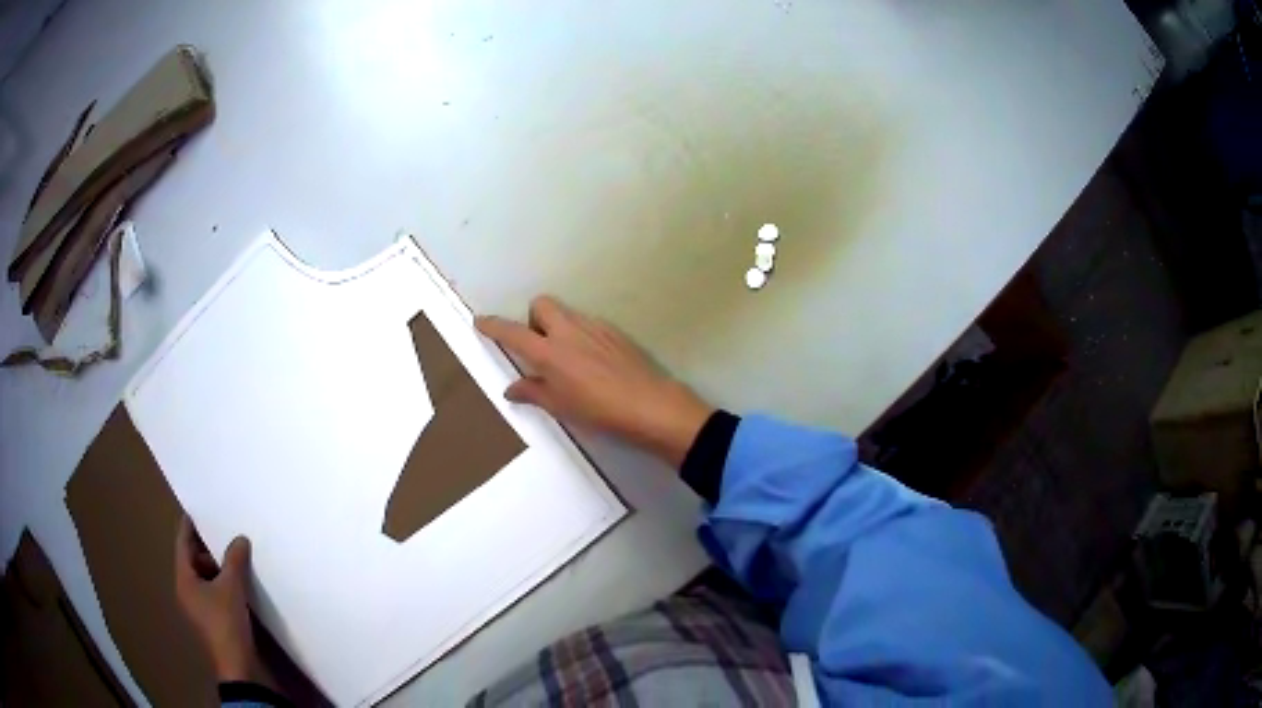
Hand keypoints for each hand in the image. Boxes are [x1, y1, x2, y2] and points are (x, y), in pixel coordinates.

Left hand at [174, 516, 260, 682]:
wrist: (237, 666)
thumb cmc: (225, 623)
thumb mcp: (231, 588)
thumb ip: (234, 561)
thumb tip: (240, 538)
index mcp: (183, 579)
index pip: (183, 544)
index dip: (188, 527)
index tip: (195, 510)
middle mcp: (186, 591)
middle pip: (192, 561)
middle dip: (207, 548)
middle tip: (222, 533)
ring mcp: (198, 607)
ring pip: (204, 578)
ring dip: (216, 567)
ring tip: (233, 557)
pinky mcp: (211, 619)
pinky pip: (212, 592)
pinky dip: (221, 583)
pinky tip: (237, 582)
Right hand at [476, 296, 713, 466]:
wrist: (649, 405)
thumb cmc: (598, 411)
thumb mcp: (560, 407)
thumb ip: (533, 392)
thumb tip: (512, 388)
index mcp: (549, 351)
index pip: (512, 332)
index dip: (493, 326)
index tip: (480, 321)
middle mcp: (568, 331)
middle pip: (540, 304)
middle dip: (532, 319)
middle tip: (538, 348)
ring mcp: (593, 327)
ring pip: (566, 313)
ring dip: (557, 327)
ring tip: (566, 359)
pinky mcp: (614, 331)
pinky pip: (587, 323)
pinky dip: (580, 335)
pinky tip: (591, 361)